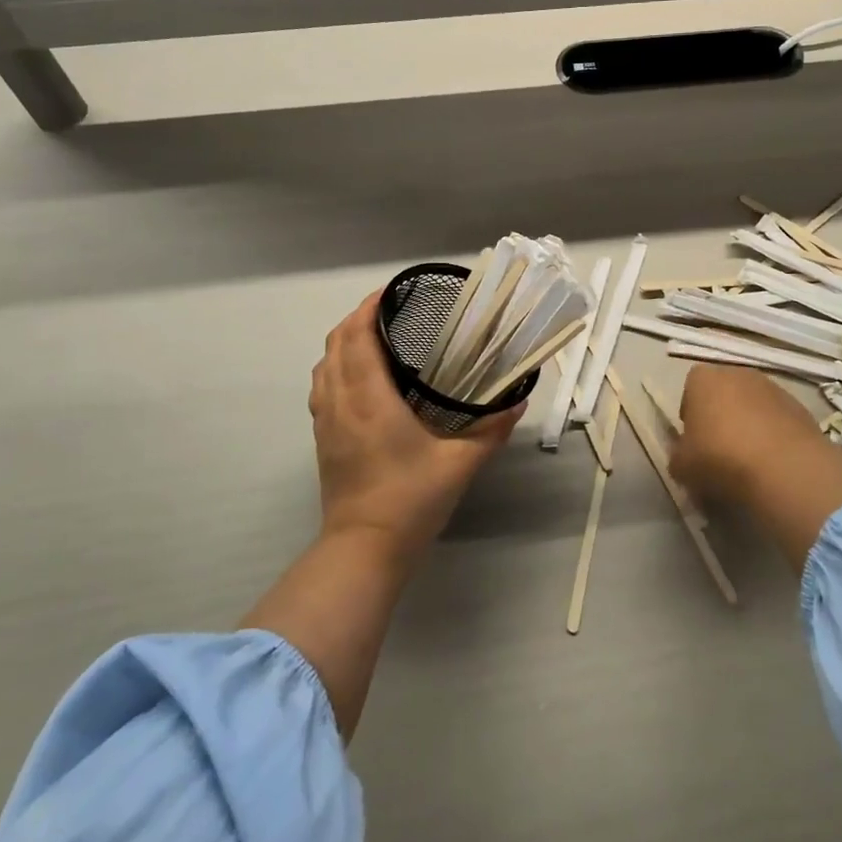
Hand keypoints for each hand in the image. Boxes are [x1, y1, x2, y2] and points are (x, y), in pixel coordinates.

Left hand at [309, 294, 522, 558]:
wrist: (364, 549)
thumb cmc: (411, 500)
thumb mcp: (461, 464)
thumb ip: (492, 429)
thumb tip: (519, 402)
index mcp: (370, 399)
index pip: (357, 337)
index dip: (368, 308)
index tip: (391, 293)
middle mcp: (341, 402)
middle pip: (335, 344)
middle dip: (357, 319)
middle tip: (390, 311)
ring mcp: (326, 421)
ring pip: (324, 366)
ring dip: (344, 343)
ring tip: (375, 337)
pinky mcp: (323, 439)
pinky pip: (322, 388)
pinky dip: (336, 368)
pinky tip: (361, 378)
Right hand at [672, 366, 841, 572]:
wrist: (784, 467)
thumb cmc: (721, 458)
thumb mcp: (682, 466)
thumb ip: (678, 457)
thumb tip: (683, 458)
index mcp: (703, 379)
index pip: (690, 388)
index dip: (691, 414)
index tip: (694, 440)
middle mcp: (738, 373)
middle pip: (723, 393)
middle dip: (721, 416)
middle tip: (719, 450)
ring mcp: (772, 387)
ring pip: (752, 405)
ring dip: (749, 425)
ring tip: (749, 459)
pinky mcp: (799, 406)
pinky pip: (778, 419)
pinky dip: (773, 434)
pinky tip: (773, 462)